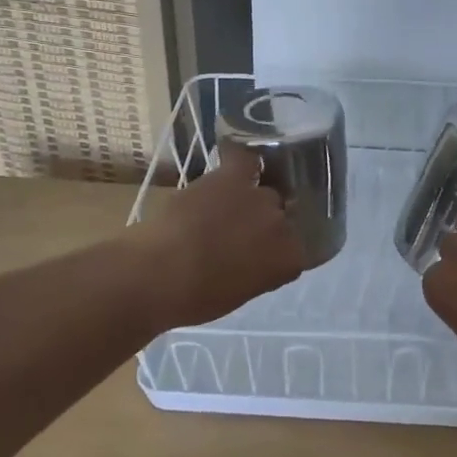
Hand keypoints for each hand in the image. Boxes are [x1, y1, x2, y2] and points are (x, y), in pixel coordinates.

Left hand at [136, 142, 306, 331]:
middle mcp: (283, 225)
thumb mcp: (239, 292)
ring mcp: (260, 198)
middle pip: (281, 216)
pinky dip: (241, 160)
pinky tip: (234, 164)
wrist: (160, 272)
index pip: (296, 249)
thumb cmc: (195, 297)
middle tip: (239, 233)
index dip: (277, 250)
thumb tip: (251, 258)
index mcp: (289, 260)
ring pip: (264, 190)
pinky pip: (246, 160)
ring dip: (250, 199)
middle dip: (264, 224)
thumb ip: (257, 270)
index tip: (259, 255)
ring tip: (228, 206)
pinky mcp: (233, 177)